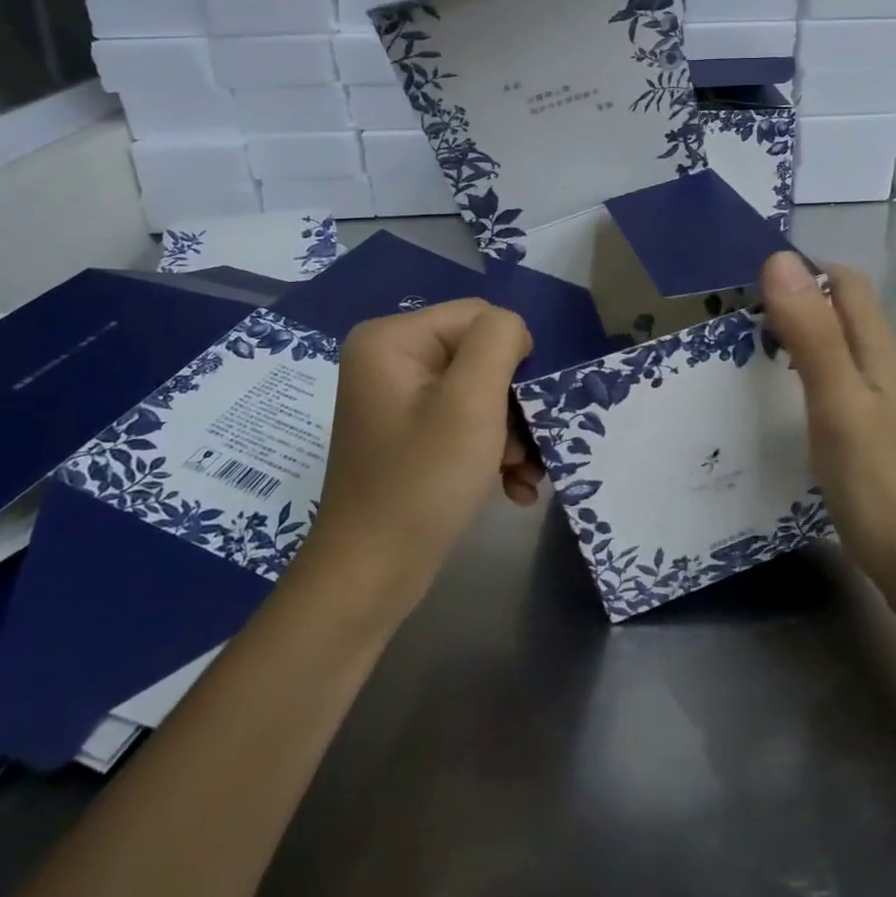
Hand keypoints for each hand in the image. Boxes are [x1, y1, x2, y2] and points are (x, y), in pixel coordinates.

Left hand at [291, 300, 539, 614]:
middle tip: (524, 451)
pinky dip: (493, 451)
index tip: (520, 411)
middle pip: (482, 356)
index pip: (480, 317)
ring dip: (512, 434)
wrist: (371, 578)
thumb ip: (499, 341)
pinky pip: (466, 422)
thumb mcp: (471, 402)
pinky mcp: (411, 434)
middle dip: (513, 405)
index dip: (511, 359)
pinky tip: (511, 487)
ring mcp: (399, 399)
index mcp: (392, 339)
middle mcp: (390, 359)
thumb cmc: (422, 484)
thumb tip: (514, 330)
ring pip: (481, 393)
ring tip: (521, 475)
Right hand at [759, 252, 895, 630]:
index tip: (745, 281)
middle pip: (840, 315)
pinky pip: (835, 393)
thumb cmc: (885, 486)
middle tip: (732, 322)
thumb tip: (780, 258)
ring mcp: (884, 410)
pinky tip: (776, 411)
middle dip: (791, 305)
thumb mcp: (838, 403)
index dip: (802, 269)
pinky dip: (803, 384)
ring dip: (795, 344)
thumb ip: (811, 334)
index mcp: (880, 350)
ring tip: (742, 360)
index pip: (845, 282)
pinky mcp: (876, 445)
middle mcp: (886, 370)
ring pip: (837, 354)